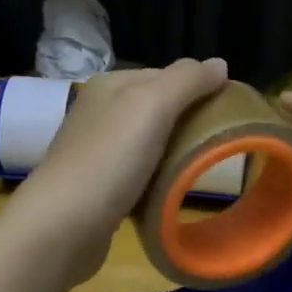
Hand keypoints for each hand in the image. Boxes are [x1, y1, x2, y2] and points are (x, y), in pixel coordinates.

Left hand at [6, 58, 229, 285]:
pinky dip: (157, 181)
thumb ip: (187, 80)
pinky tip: (170, 192)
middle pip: (158, 109)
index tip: (228, 113)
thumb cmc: (110, 160)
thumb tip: (220, 64)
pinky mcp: (98, 188)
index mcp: (110, 86)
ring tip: (201, 169)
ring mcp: (96, 152)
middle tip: (219, 143)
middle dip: (188, 123)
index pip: (166, 75)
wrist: (62, 227)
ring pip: (149, 143)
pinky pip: (139, 175)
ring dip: (174, 154)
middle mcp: (99, 113)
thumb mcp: (152, 106)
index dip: (198, 89)